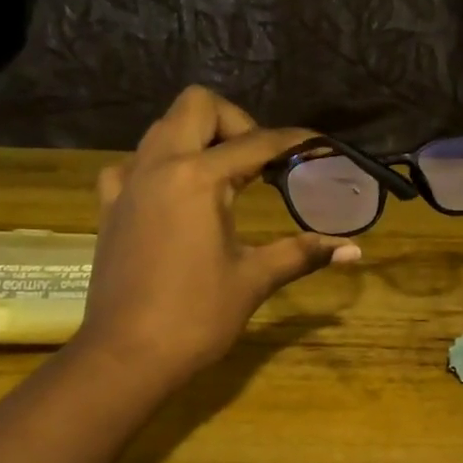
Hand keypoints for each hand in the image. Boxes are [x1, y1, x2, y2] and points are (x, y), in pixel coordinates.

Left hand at [73, 87, 358, 386]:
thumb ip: (301, 253)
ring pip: (163, 129)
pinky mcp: (109, 206)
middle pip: (197, 106)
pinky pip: (134, 164)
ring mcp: (126, 182)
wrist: (126, 356)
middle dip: (235, 122)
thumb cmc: (195, 317)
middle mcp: (158, 165)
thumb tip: (352, 249)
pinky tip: (176, 198)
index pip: (256, 142)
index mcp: (197, 177)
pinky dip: (160, 167)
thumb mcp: (253, 280)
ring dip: (197, 139)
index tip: (318, 146)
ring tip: (224, 179)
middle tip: (259, 164)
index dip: (293, 141)